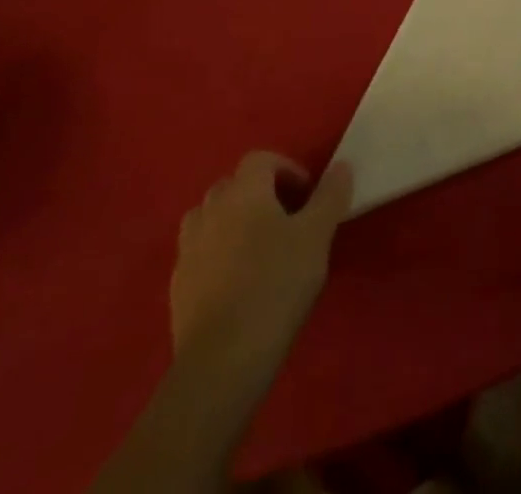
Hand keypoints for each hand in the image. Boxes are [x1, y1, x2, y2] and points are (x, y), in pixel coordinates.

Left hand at [169, 152, 352, 393]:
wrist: (221, 361)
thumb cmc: (275, 286)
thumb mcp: (316, 237)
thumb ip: (330, 196)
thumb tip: (342, 166)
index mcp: (243, 191)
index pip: (261, 159)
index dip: (286, 169)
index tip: (307, 195)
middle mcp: (210, 209)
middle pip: (234, 185)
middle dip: (260, 195)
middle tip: (288, 221)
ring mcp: (188, 247)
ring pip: (211, 218)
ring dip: (234, 223)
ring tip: (259, 249)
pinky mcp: (178, 285)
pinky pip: (199, 254)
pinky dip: (217, 256)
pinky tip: (237, 284)